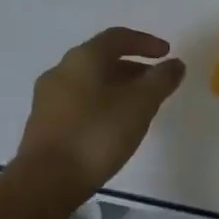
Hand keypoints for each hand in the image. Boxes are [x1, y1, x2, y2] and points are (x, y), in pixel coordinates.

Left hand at [17, 28, 186, 193]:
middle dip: (132, 66)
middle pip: (101, 58)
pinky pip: (78, 101)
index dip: (145, 42)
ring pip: (89, 81)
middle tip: (155, 82)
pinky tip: (113, 125)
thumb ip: (160, 81)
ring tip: (138, 106)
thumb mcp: (139, 105)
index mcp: (83, 58)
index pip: (117, 37)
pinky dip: (100, 103)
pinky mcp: (44, 123)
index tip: (167, 53)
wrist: (46, 181)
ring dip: (116, 86)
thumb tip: (175, 64)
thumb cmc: (96, 135)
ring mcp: (48, 97)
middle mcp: (61, 70)